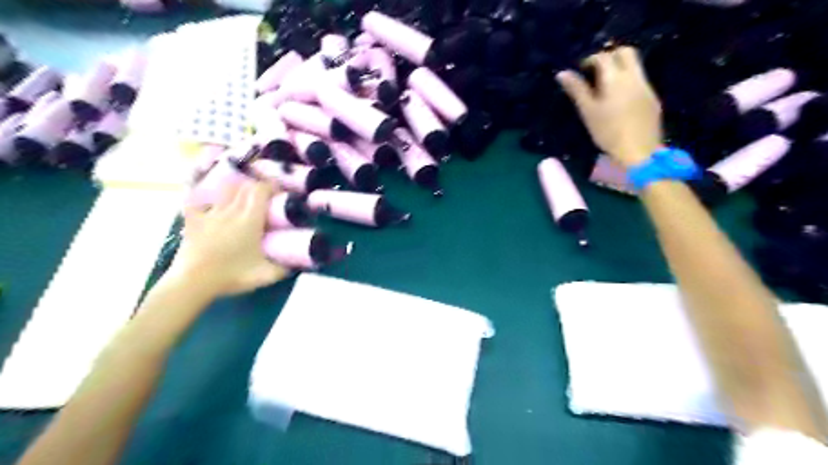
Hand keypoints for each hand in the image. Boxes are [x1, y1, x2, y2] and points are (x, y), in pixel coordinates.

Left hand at [164, 178, 289, 296]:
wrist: (193, 282)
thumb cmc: (231, 276)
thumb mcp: (265, 275)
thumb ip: (284, 268)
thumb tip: (297, 264)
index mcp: (250, 220)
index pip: (260, 190)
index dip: (271, 186)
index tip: (279, 193)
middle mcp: (231, 211)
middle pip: (244, 187)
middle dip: (256, 187)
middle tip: (264, 197)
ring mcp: (210, 214)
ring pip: (224, 190)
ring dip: (236, 190)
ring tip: (241, 198)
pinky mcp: (193, 220)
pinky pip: (197, 202)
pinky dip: (205, 200)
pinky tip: (208, 205)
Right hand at [556, 45, 663, 166]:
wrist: (639, 151)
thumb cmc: (608, 132)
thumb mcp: (588, 111)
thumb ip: (576, 90)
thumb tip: (562, 73)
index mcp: (615, 78)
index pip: (603, 57)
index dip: (590, 60)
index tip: (580, 71)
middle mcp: (634, 76)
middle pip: (625, 52)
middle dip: (610, 56)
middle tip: (596, 71)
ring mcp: (646, 86)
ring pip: (635, 65)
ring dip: (620, 68)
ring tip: (605, 86)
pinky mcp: (652, 98)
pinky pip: (640, 80)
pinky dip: (628, 81)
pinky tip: (619, 99)